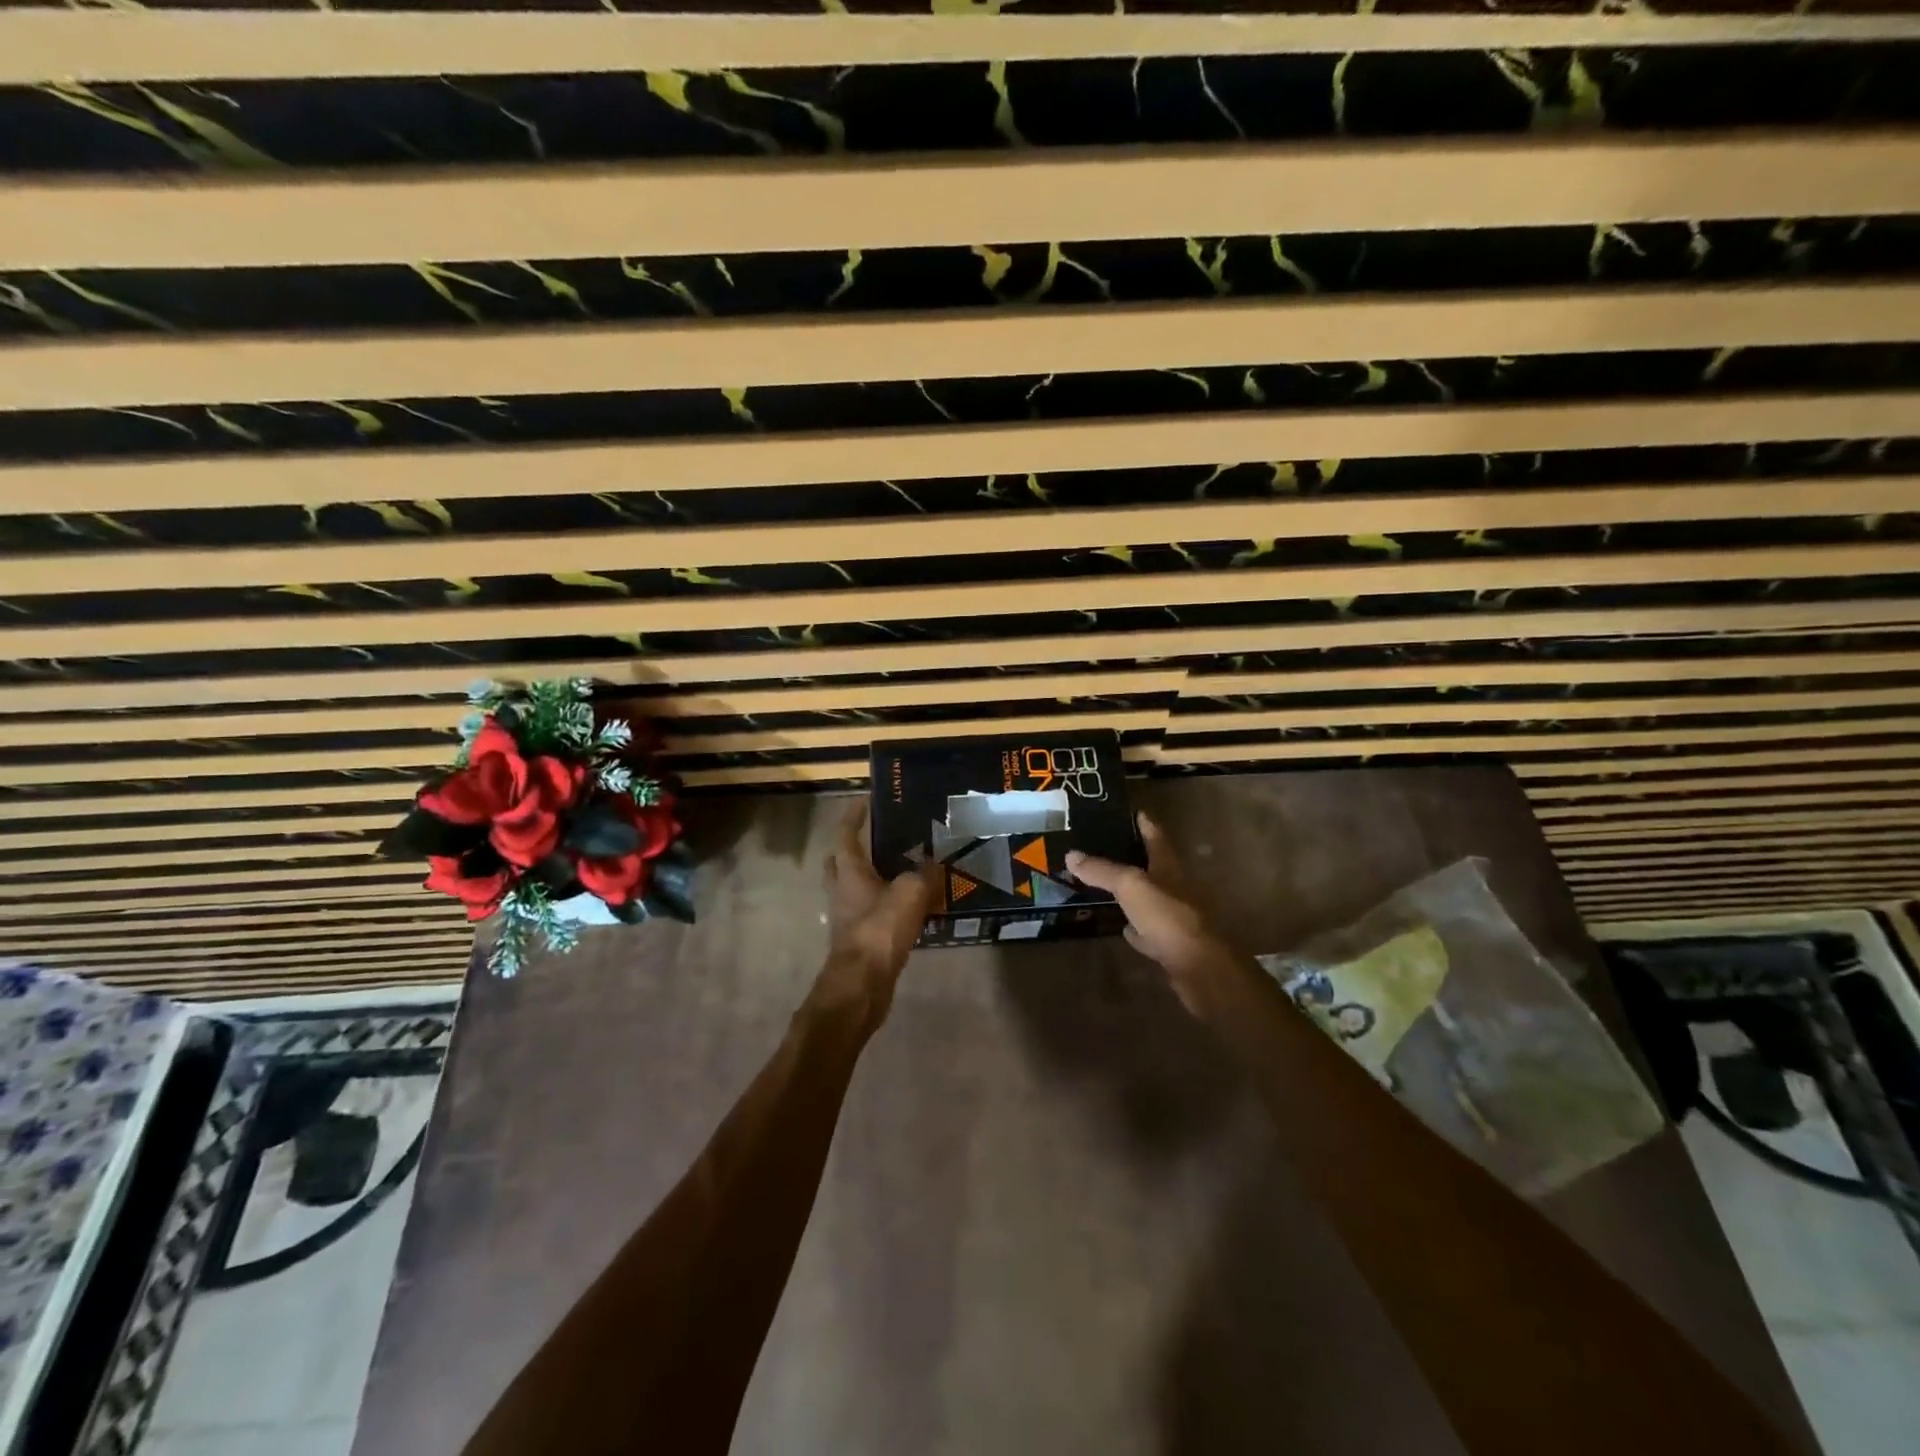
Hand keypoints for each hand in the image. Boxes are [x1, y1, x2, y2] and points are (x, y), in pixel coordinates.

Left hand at [817, 802, 938, 1015]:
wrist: (862, 983)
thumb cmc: (880, 929)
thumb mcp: (910, 893)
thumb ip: (924, 874)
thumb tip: (935, 863)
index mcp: (849, 872)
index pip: (846, 835)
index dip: (852, 817)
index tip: (863, 802)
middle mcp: (842, 891)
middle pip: (840, 863)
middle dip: (853, 850)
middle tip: (876, 840)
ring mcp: (847, 918)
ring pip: (854, 890)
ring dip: (869, 879)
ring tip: (899, 872)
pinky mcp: (858, 940)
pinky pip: (869, 914)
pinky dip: (883, 906)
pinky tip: (907, 908)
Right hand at [1066, 813, 1242, 1017]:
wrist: (1200, 968)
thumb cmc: (1168, 917)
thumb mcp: (1131, 886)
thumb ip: (1102, 870)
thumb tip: (1071, 854)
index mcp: (1169, 867)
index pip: (1156, 837)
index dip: (1144, 823)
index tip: (1132, 811)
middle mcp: (1174, 888)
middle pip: (1152, 867)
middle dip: (1132, 857)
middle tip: (1103, 848)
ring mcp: (1174, 917)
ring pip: (1148, 898)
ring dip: (1131, 892)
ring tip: (1103, 885)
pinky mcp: (1170, 944)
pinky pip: (1147, 929)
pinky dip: (1134, 927)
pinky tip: (1121, 927)